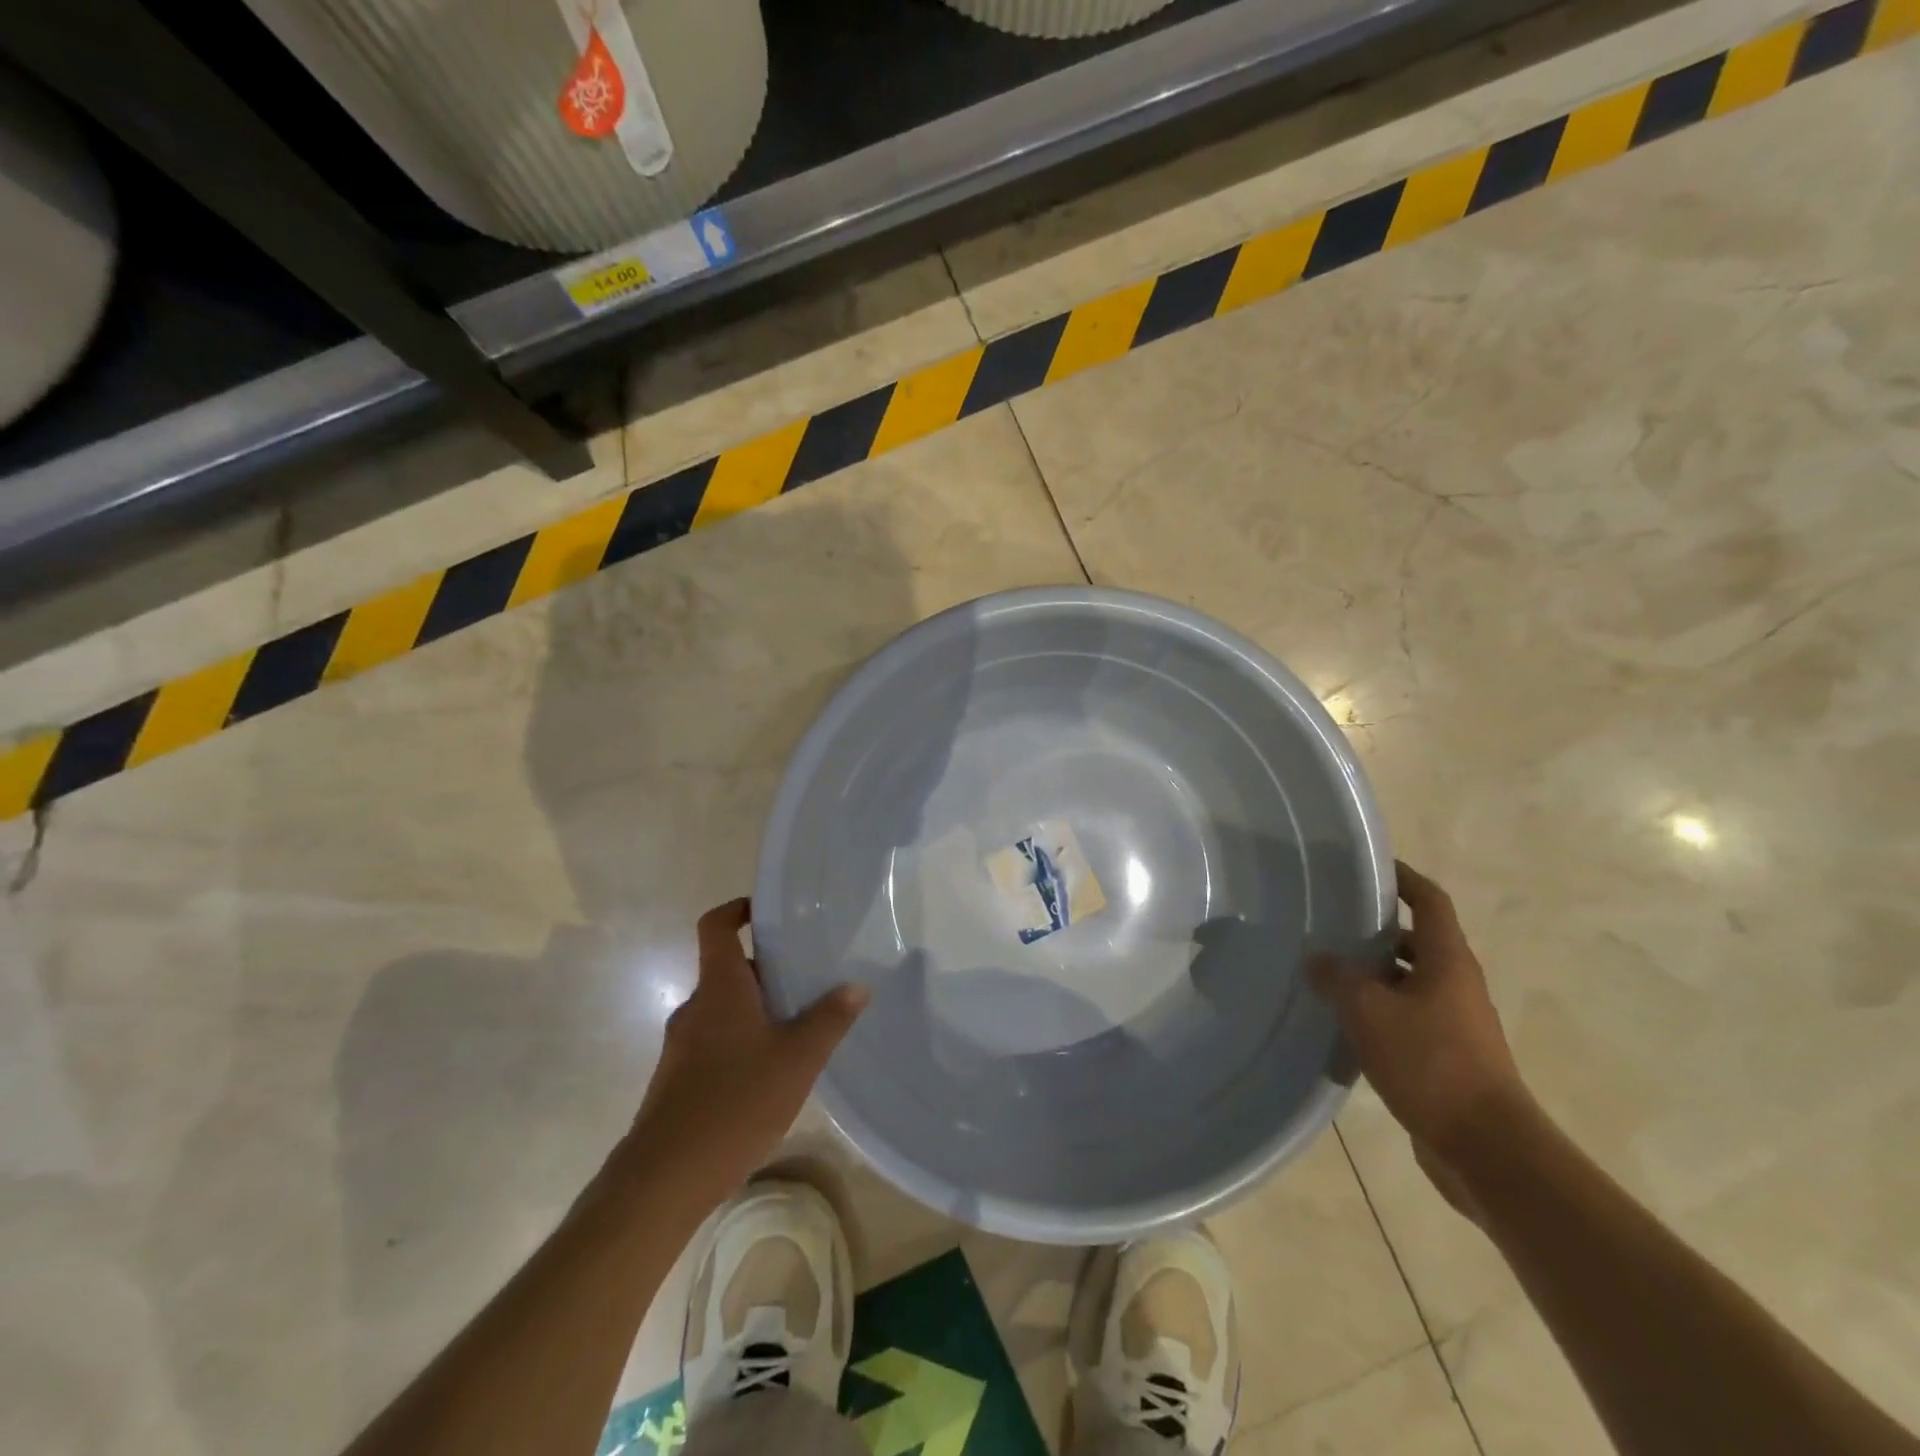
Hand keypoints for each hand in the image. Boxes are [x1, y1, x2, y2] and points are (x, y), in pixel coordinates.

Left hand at [627, 899, 866, 1203]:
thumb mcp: (798, 1059)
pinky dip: (743, 1041)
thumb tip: (857, 986)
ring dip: (757, 1010)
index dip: (738, 909)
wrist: (664, 1178)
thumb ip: (829, 1019)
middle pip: (728, 969)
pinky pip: (715, 1041)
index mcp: (720, 988)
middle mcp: (696, 1007)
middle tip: (808, 978)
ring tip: (798, 1028)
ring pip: (724, 1009)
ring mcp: (682, 1045)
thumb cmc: (735, 1101)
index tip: (767, 912)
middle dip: (767, 970)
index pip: (716, 926)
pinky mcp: (678, 1079)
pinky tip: (771, 1073)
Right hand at [1310, 862, 1533, 1209]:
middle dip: (1377, 930)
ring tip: (1327, 972)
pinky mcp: (1448, 1056)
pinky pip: (1408, 1017)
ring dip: (1374, 974)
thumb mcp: (1369, 1012)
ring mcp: (1456, 1022)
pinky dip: (1379, 1011)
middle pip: (1418, 941)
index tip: (1370, 868)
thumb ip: (1337, 978)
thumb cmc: (1431, 1064)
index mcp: (1448, 961)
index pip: (1429, 901)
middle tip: (1330, 924)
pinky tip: (1344, 1022)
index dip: (1403, 878)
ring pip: (1410, 981)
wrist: (1487, 1149)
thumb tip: (1316, 958)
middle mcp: (1457, 984)